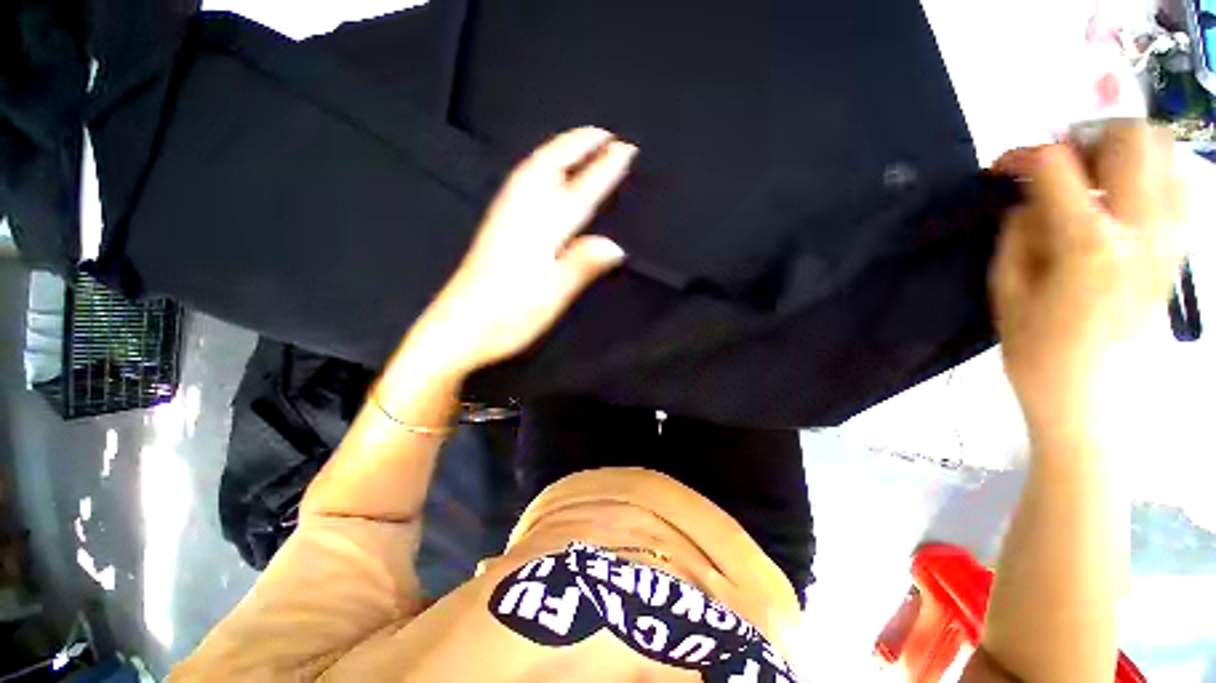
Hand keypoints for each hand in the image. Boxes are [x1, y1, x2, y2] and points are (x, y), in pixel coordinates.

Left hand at [407, 127, 635, 375]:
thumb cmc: (507, 317)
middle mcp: (521, 216)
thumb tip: (616, 246)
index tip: (625, 148)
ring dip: (558, 151)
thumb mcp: (551, 297)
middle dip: (577, 145)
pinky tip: (542, 173)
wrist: (458, 329)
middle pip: (549, 168)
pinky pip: (521, 184)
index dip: (603, 170)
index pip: (579, 192)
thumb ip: (581, 267)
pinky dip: (539, 167)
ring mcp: (505, 219)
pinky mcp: (496, 228)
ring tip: (579, 143)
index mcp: (540, 232)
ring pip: (532, 171)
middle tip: (604, 133)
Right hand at [991, 122, 1185, 443]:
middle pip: (1132, 138)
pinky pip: (1183, 189)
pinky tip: (1129, 199)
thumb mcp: (1006, 290)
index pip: (1056, 165)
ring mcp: (1167, 239)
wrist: (1092, 400)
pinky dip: (1157, 177)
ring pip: (1167, 154)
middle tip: (1062, 162)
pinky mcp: (1177, 253)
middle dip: (1089, 136)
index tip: (1002, 166)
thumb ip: (1018, 234)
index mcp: (1086, 242)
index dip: (1023, 155)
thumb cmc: (1038, 351)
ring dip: (1127, 151)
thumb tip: (1029, 199)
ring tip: (1097, 176)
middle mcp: (1139, 229)